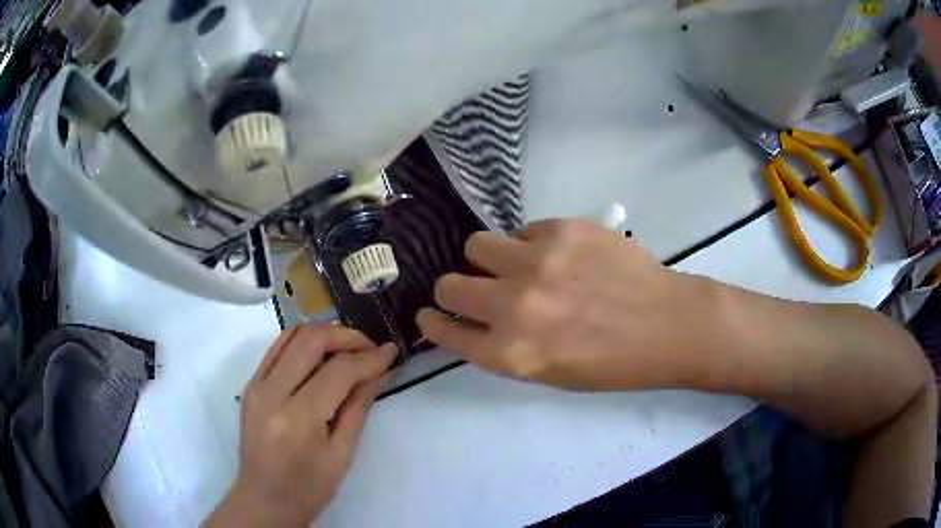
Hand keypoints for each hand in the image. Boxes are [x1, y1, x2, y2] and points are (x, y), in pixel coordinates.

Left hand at [206, 326, 395, 526]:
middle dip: (347, 336)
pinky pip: (276, 348)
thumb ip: (358, 407)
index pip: (338, 371)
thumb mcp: (341, 454)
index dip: (369, 358)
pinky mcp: (250, 384)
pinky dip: (302, 342)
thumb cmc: (308, 488)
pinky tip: (321, 355)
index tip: (391, 352)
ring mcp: (255, 385)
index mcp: (298, 418)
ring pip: (291, 335)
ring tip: (349, 348)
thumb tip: (380, 371)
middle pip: (311, 341)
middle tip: (371, 348)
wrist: (264, 499)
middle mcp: (271, 393)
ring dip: (324, 334)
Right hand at [416, 219, 718, 390]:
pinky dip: (530, 245)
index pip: (445, 330)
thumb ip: (502, 348)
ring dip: (489, 260)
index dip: (433, 321)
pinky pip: (521, 231)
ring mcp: (537, 262)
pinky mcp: (562, 230)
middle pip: (449, 285)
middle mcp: (514, 306)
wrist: (666, 325)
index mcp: (511, 352)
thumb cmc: (611, 363)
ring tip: (517, 267)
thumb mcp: (548, 373)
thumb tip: (473, 320)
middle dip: (456, 290)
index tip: (431, 315)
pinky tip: (559, 257)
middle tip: (478, 290)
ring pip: (475, 245)